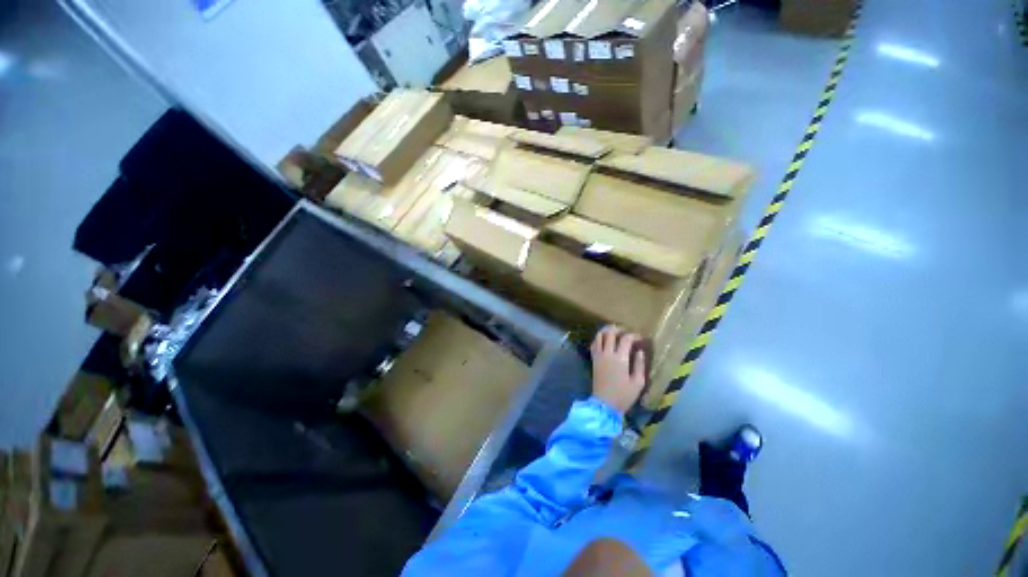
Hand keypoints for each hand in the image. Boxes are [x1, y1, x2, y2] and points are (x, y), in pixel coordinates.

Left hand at [589, 326, 646, 413]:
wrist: (604, 404)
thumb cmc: (623, 395)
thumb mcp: (638, 382)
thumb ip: (639, 364)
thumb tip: (640, 351)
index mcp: (620, 359)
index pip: (625, 339)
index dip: (633, 335)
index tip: (639, 338)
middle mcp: (607, 354)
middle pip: (610, 333)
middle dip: (618, 329)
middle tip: (626, 331)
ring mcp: (598, 356)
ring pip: (599, 336)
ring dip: (606, 331)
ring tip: (615, 332)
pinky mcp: (593, 359)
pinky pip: (594, 344)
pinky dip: (599, 339)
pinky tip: (605, 341)